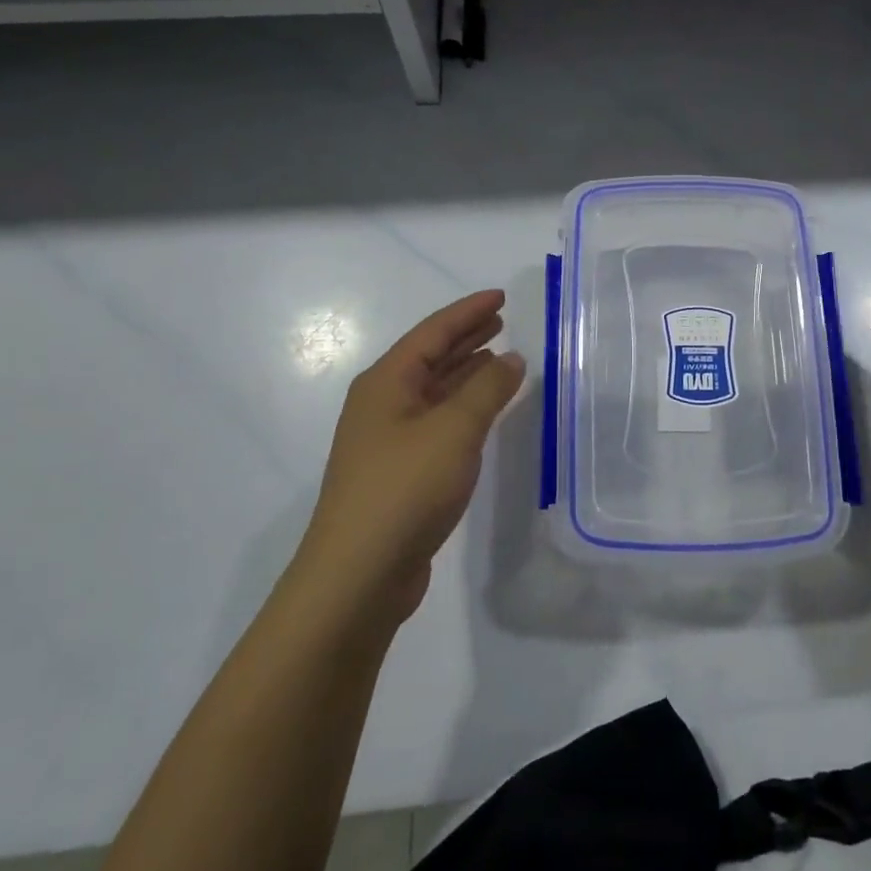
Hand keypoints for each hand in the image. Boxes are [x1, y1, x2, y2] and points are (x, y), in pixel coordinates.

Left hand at [303, 290, 524, 618]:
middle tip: (502, 321)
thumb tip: (511, 357)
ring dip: (465, 372)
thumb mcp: (455, 430)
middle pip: (429, 358)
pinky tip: (483, 412)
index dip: (468, 311)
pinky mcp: (398, 473)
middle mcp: (382, 404)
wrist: (359, 575)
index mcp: (386, 383)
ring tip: (499, 358)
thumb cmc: (406, 488)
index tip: (501, 296)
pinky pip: (436, 422)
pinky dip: (462, 408)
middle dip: (465, 337)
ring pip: (432, 391)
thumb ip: (487, 389)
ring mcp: (387, 441)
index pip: (432, 332)